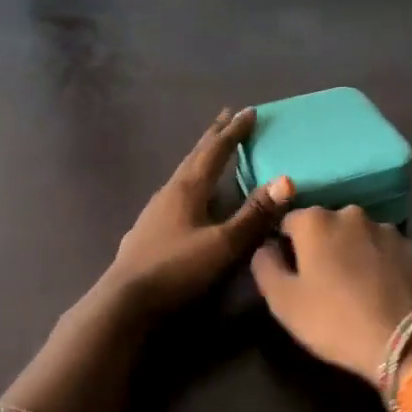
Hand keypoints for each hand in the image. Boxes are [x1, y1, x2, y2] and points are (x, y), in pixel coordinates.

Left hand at [104, 108, 294, 315]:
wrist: (125, 300)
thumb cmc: (177, 268)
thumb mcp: (223, 244)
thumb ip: (254, 214)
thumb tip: (286, 180)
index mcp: (188, 188)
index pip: (215, 151)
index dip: (234, 132)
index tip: (250, 111)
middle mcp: (170, 191)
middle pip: (195, 156)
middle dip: (214, 136)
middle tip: (228, 117)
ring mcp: (155, 210)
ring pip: (184, 173)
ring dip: (201, 158)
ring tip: (213, 152)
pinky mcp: (149, 228)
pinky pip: (177, 192)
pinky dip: (192, 181)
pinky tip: (191, 196)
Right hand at [251, 206, 411, 386]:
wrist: (405, 341)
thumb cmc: (334, 320)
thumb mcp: (282, 301)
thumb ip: (265, 265)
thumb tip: (266, 247)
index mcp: (314, 221)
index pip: (289, 222)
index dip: (286, 246)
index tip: (292, 273)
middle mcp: (351, 213)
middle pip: (326, 225)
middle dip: (321, 246)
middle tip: (323, 283)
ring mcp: (386, 228)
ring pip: (358, 236)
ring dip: (352, 252)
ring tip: (355, 288)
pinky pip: (385, 249)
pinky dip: (379, 262)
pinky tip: (381, 290)